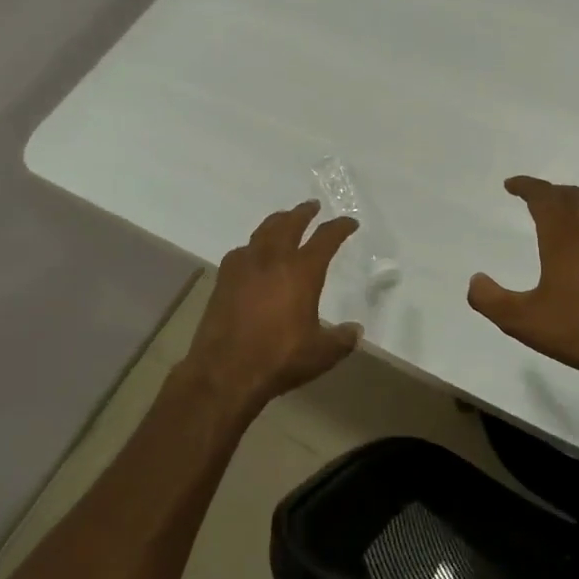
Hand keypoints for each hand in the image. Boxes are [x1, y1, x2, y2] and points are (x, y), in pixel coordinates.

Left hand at [180, 201, 361, 418]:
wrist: (224, 372)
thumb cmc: (278, 358)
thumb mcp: (321, 353)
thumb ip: (342, 339)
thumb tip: (355, 330)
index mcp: (301, 271)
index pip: (325, 239)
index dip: (339, 228)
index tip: (349, 223)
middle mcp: (272, 260)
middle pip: (289, 224)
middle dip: (303, 213)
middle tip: (312, 207)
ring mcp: (244, 267)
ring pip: (262, 232)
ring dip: (277, 222)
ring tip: (284, 220)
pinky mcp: (223, 280)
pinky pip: (241, 251)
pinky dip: (253, 245)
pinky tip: (253, 254)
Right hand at [468, 177, 578, 400]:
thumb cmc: (576, 332)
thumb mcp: (522, 321)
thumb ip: (490, 300)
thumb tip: (475, 280)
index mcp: (565, 240)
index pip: (545, 197)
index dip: (527, 186)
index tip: (511, 185)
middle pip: (573, 197)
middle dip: (550, 191)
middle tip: (532, 197)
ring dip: (573, 206)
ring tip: (559, 218)